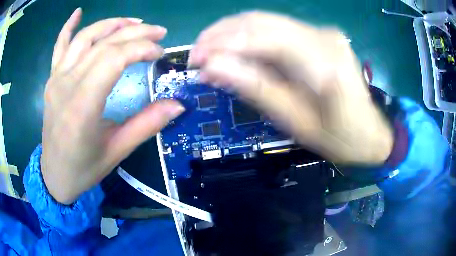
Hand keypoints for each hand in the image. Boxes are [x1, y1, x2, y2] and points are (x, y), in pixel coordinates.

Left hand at [42, 8, 184, 203]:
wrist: (55, 175)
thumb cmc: (84, 168)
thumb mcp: (117, 151)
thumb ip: (147, 125)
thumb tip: (178, 104)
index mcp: (82, 106)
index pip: (114, 59)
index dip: (141, 49)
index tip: (160, 53)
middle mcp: (66, 85)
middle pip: (103, 44)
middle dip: (134, 33)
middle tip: (158, 32)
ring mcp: (56, 79)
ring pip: (84, 38)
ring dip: (111, 24)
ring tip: (133, 22)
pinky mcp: (52, 80)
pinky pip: (59, 47)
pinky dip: (68, 27)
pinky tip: (78, 12)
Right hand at [189, 11, 392, 163]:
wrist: (369, 132)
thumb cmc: (338, 137)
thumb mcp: (295, 122)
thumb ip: (255, 88)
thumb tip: (212, 68)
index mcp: (322, 63)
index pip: (261, 38)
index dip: (222, 45)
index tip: (195, 61)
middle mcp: (323, 36)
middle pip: (260, 21)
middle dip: (220, 34)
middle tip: (197, 54)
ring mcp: (322, 32)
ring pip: (265, 20)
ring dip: (231, 32)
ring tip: (208, 50)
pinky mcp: (318, 34)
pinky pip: (276, 28)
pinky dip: (249, 35)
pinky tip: (233, 48)